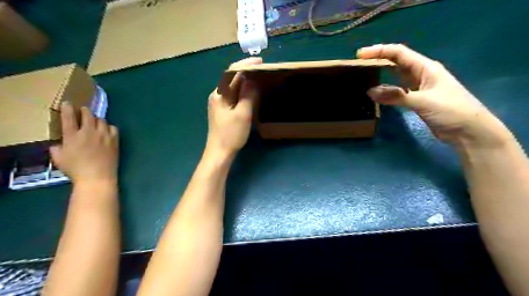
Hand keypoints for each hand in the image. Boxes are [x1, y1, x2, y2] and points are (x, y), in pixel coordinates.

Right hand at [50, 102, 118, 184]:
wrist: (97, 176)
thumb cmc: (76, 170)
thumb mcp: (59, 159)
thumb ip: (57, 149)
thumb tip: (58, 144)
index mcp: (72, 136)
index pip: (69, 117)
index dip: (67, 108)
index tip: (67, 103)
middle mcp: (89, 132)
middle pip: (88, 115)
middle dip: (85, 110)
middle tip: (83, 110)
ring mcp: (104, 135)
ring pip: (102, 120)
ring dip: (97, 119)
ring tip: (95, 122)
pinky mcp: (115, 140)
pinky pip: (113, 128)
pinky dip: (109, 127)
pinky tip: (107, 130)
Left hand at [206, 56, 264, 157]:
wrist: (220, 152)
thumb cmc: (231, 134)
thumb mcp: (242, 114)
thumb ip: (247, 95)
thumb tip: (252, 80)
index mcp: (219, 94)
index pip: (232, 72)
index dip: (246, 65)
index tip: (260, 62)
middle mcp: (218, 95)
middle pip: (232, 79)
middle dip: (247, 72)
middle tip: (263, 69)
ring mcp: (220, 104)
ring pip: (234, 88)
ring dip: (246, 82)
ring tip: (260, 78)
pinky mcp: (224, 111)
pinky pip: (235, 96)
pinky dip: (244, 92)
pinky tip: (252, 93)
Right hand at [357, 44, 509, 147]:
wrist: (469, 131)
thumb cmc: (451, 111)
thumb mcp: (423, 101)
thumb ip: (397, 96)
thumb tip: (370, 92)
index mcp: (425, 68)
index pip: (399, 53)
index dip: (379, 51)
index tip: (360, 55)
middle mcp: (421, 74)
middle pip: (396, 62)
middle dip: (378, 60)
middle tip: (358, 65)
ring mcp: (418, 87)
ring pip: (395, 77)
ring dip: (381, 75)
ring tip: (363, 76)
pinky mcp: (416, 100)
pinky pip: (397, 91)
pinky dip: (386, 91)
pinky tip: (376, 93)